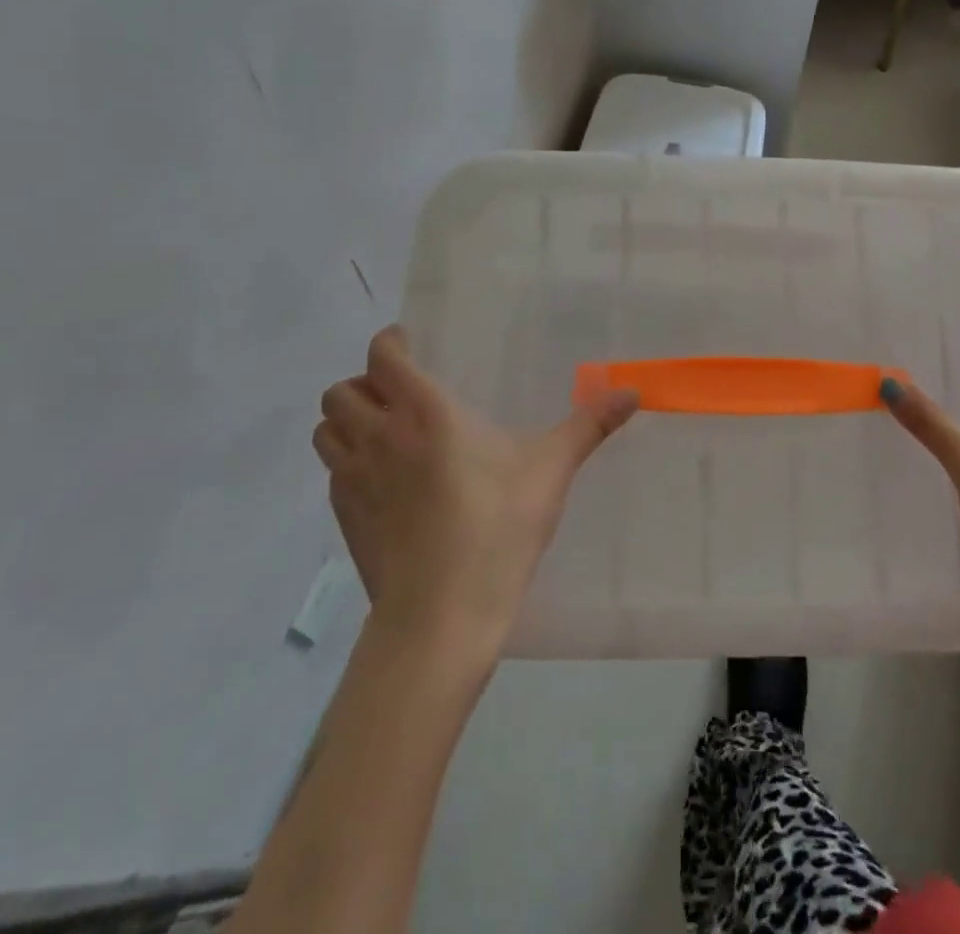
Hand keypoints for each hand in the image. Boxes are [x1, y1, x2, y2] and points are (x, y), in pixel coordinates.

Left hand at [314, 326, 639, 652]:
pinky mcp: (344, 519)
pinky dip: (347, 463)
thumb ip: (589, 425)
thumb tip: (633, 391)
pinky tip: (383, 482)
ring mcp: (354, 480)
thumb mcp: (550, 471)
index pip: (382, 356)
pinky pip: (332, 472)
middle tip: (398, 393)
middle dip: (363, 384)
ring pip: (326, 430)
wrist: (441, 616)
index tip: (409, 344)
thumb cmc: (497, 529)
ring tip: (383, 431)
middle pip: (341, 391)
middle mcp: (379, 436)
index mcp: (425, 412)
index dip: (389, 343)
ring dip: (346, 422)